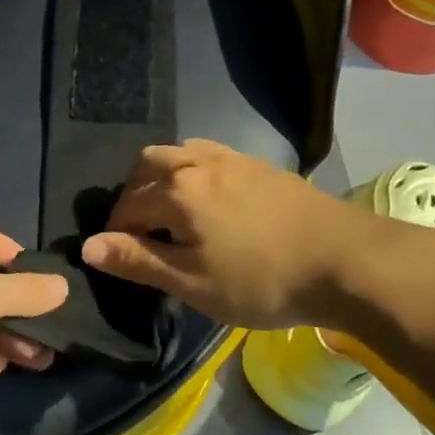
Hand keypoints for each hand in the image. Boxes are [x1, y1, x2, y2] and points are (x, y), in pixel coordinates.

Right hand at [80, 139, 392, 330]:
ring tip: (171, 211)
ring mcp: (232, 158)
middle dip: (133, 194)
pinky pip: (209, 153)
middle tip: (142, 230)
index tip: (122, 259)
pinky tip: (210, 198)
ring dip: (162, 175)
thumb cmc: (261, 280)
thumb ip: (139, 261)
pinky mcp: (259, 165)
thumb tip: (87, 246)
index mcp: (176, 191)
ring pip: (179, 152)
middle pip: (147, 164)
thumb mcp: (192, 282)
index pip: (128, 205)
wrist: (346, 260)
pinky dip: (192, 169)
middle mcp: (197, 162)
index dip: (117, 232)